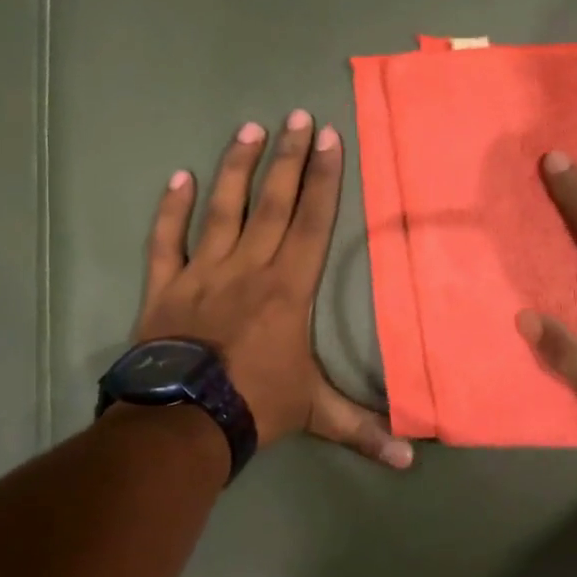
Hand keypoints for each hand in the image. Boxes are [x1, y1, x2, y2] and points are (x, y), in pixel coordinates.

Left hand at [136, 111, 412, 468]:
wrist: (182, 422)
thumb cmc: (254, 405)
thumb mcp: (315, 413)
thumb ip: (361, 428)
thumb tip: (412, 461)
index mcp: (288, 287)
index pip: (311, 221)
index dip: (322, 178)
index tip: (328, 138)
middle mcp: (249, 266)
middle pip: (272, 202)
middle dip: (288, 157)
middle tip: (296, 116)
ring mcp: (203, 271)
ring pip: (222, 209)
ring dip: (236, 167)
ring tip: (248, 129)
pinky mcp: (165, 286)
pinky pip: (166, 240)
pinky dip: (171, 209)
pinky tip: (179, 177)